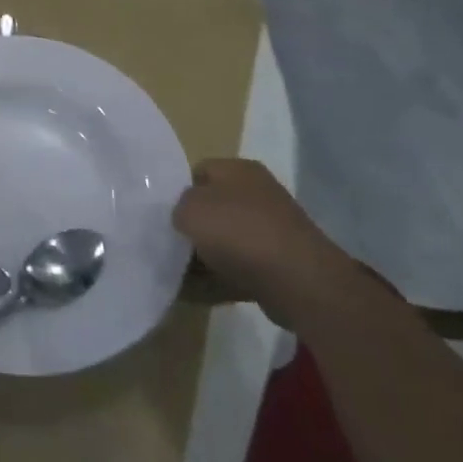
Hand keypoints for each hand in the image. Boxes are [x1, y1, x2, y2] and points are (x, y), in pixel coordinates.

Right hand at [173, 159, 354, 326]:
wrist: (298, 280)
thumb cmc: (238, 232)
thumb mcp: (190, 209)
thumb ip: (177, 207)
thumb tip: (185, 217)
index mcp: (239, 170)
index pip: (199, 171)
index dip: (178, 190)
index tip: (164, 214)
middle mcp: (258, 193)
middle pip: (214, 207)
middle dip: (193, 226)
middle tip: (170, 243)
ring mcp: (272, 229)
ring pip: (226, 239)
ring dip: (205, 255)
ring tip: (180, 272)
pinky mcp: (279, 262)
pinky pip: (241, 266)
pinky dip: (222, 277)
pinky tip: (200, 291)